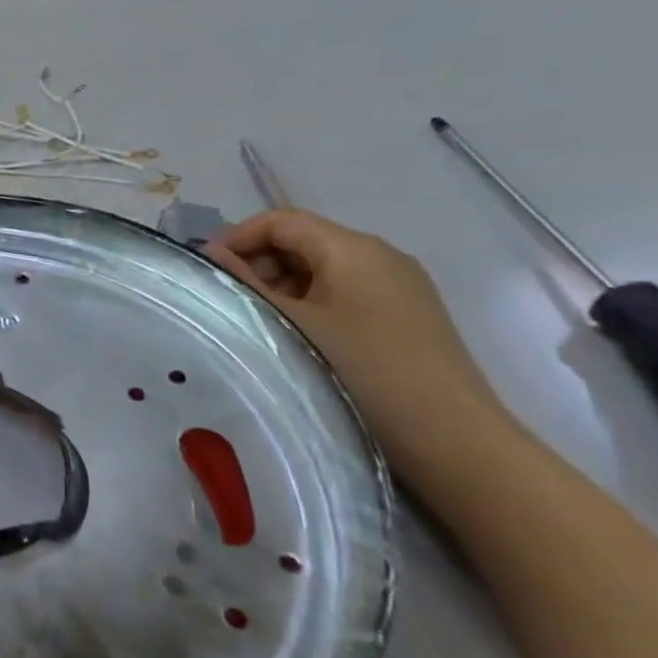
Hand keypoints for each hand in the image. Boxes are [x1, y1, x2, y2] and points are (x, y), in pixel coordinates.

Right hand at [205, 210, 515, 474]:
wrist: (449, 436)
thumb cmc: (361, 370)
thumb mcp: (289, 322)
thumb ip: (244, 283)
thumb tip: (210, 253)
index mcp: (353, 248)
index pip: (281, 220)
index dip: (238, 237)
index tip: (208, 271)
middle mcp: (380, 256)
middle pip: (302, 241)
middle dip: (258, 264)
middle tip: (231, 303)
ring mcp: (397, 286)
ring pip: (320, 269)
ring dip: (281, 288)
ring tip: (260, 325)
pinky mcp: (404, 315)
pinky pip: (342, 292)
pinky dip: (309, 304)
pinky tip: (297, 338)